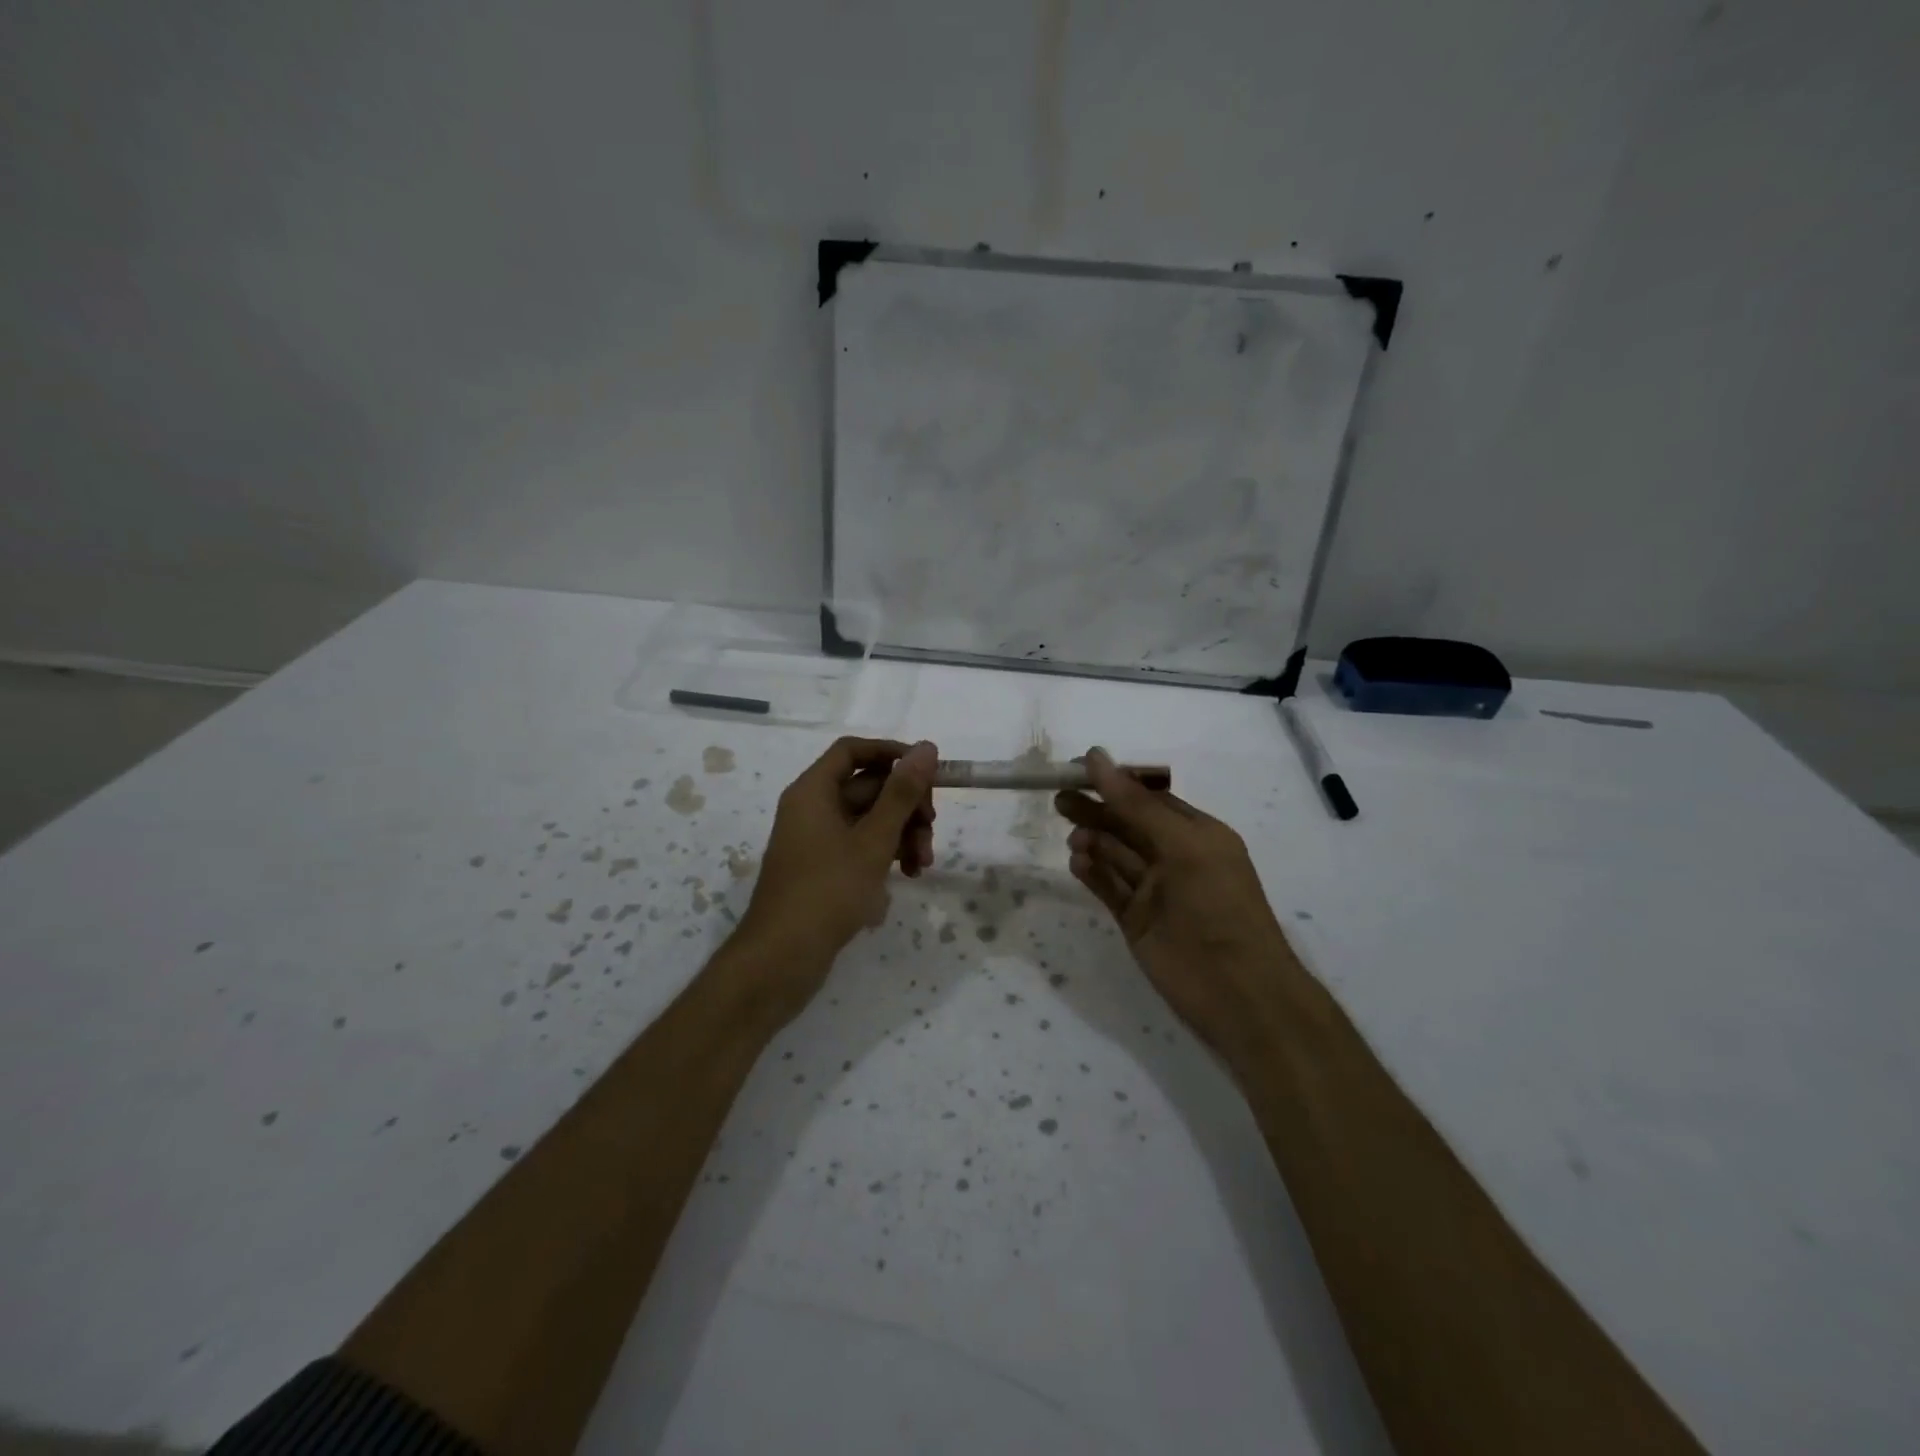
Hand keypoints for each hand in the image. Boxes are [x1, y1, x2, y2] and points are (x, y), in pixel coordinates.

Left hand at [740, 737, 938, 980]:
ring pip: (869, 821)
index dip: (891, 753)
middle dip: (906, 807)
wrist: (782, 959)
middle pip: (868, 787)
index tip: (928, 771)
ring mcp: (817, 841)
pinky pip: (859, 847)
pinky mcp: (823, 869)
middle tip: (931, 830)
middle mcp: (812, 809)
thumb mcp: (873, 840)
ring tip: (922, 866)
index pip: (853, 751)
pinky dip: (884, 857)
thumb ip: (902, 793)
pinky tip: (905, 880)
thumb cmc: (827, 891)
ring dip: (901, 835)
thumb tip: (926, 747)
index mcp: (813, 791)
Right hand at [1055, 748, 1292, 1054]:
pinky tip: (1076, 862)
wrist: (1236, 992)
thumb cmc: (1217, 906)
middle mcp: (1175, 858)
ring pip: (1116, 856)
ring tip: (1073, 837)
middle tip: (1060, 799)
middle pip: (1127, 825)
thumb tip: (1096, 757)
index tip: (1078, 770)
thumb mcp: (1182, 845)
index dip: (1116, 783)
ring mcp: (1154, 891)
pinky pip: (1109, 888)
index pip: (1150, 799)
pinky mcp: (1136, 920)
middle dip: (1096, 810)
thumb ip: (1136, 804)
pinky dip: (1092, 873)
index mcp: (1198, 834)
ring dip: (1093, 841)